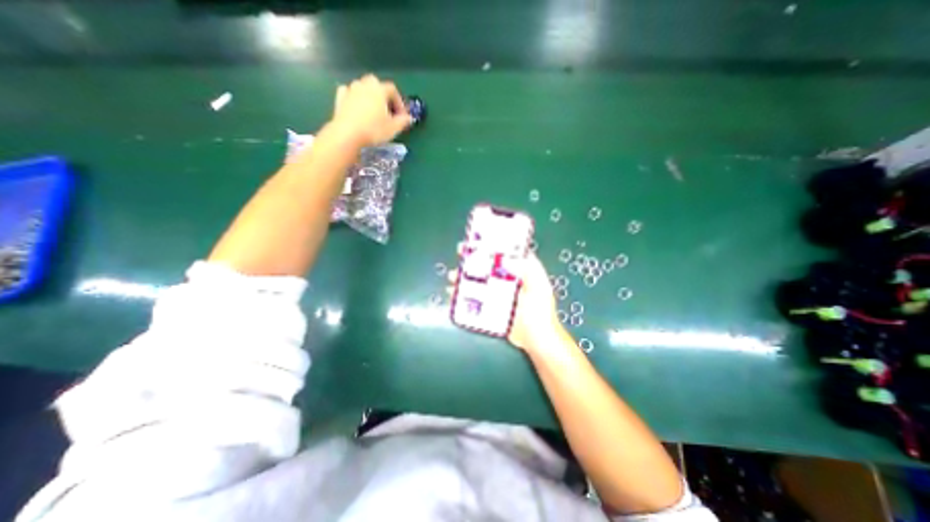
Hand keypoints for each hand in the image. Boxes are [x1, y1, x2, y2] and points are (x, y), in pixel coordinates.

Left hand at [329, 74, 412, 146]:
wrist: (348, 134)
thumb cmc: (374, 130)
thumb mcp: (393, 128)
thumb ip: (403, 121)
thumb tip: (409, 118)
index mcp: (379, 89)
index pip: (393, 90)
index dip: (399, 102)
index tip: (402, 116)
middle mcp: (365, 85)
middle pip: (376, 84)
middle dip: (383, 95)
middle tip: (387, 110)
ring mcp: (350, 89)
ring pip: (362, 87)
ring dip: (369, 96)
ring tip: (373, 112)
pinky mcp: (340, 98)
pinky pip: (349, 92)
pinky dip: (354, 97)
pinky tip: (357, 107)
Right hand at [446, 250, 565, 352]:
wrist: (536, 339)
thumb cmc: (541, 311)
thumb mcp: (539, 286)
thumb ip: (529, 268)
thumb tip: (507, 256)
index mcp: (519, 270)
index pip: (503, 252)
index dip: (490, 245)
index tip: (476, 241)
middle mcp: (506, 279)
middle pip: (486, 265)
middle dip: (472, 260)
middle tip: (459, 256)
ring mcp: (496, 294)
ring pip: (477, 281)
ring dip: (464, 278)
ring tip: (452, 277)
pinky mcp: (490, 307)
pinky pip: (473, 299)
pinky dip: (462, 296)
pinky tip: (453, 295)